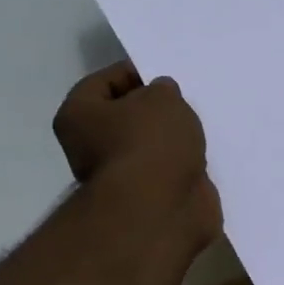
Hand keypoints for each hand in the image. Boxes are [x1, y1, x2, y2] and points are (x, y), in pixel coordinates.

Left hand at [53, 63, 221, 250]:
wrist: (160, 212)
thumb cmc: (150, 143)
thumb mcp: (162, 98)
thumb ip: (163, 90)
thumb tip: (161, 98)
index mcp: (79, 116)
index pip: (104, 81)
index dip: (135, 73)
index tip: (165, 75)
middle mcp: (90, 148)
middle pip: (126, 117)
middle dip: (156, 109)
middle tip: (185, 101)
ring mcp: (120, 177)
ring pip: (150, 147)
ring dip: (172, 139)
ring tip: (200, 126)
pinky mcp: (148, 200)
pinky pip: (168, 172)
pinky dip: (184, 166)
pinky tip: (204, 155)